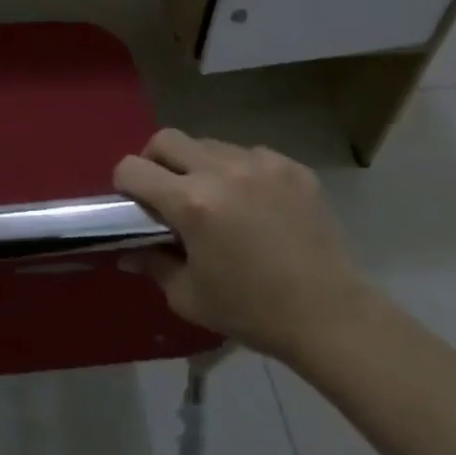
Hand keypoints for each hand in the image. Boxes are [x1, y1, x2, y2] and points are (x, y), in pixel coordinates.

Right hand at [115, 131, 372, 365]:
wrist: (330, 315)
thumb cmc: (252, 311)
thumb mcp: (189, 296)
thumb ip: (152, 263)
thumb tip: (126, 250)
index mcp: (191, 202)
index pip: (132, 168)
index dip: (124, 185)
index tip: (135, 205)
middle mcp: (221, 170)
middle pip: (166, 139)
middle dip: (155, 161)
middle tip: (166, 193)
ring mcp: (260, 163)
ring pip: (208, 144)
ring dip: (199, 165)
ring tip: (216, 200)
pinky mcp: (291, 166)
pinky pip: (249, 154)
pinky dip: (240, 172)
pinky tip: (254, 205)